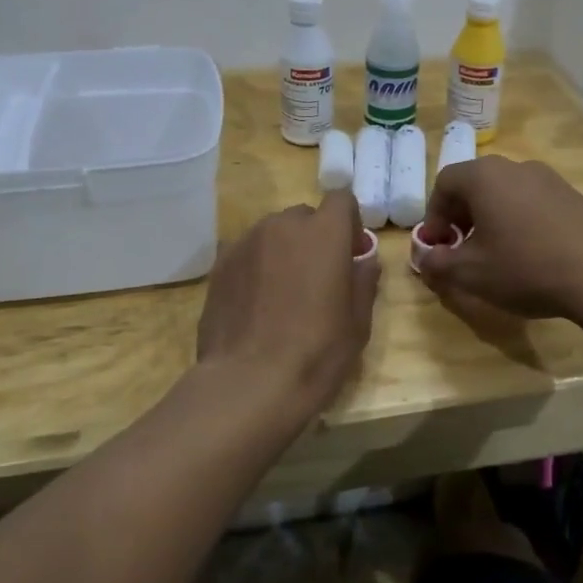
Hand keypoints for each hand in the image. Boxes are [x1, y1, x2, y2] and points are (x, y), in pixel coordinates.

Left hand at [197, 189, 379, 417]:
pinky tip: (256, 304)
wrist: (248, 383)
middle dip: (315, 238)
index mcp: (324, 233)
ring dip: (283, 251)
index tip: (350, 254)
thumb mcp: (357, 323)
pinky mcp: (219, 265)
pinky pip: (247, 253)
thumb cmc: (316, 352)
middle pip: (304, 217)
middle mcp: (282, 225)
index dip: (348, 223)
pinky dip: (256, 267)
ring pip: (272, 234)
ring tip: (283, 294)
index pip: (341, 200)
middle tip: (317, 278)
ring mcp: (246, 242)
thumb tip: (364, 261)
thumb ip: (363, 281)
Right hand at [415, 157, 582, 322]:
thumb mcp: (470, 273)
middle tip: (462, 249)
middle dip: (462, 216)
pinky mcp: (575, 196)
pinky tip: (531, 254)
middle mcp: (516, 167)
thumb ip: (438, 263)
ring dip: (492, 218)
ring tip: (497, 254)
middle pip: (476, 184)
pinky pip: (534, 203)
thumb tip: (426, 259)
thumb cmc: (525, 268)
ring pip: (506, 193)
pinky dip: (521, 222)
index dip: (434, 215)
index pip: (444, 183)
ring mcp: (550, 179)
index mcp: (484, 176)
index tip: (439, 246)